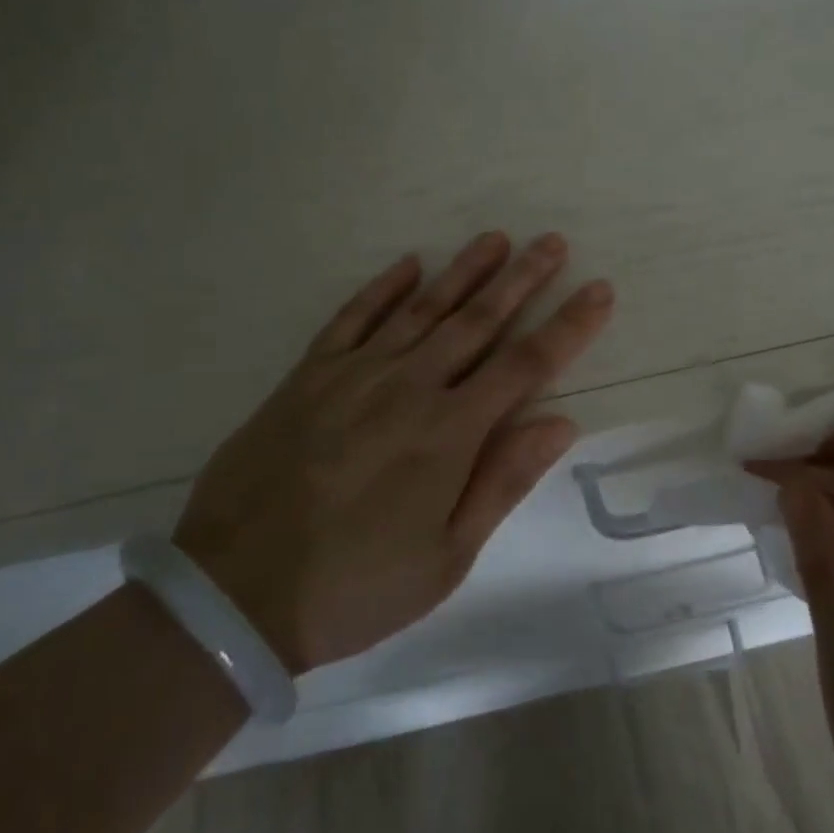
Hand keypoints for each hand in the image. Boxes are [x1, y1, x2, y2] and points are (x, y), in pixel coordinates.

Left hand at [173, 231, 613, 674]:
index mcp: (449, 432)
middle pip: (478, 320)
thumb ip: (503, 480)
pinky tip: (408, 266)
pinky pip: (352, 318)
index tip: (599, 290)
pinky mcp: (308, 376)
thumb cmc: (355, 586)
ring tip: (494, 239)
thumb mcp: (446, 556)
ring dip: (463, 271)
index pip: (526, 364)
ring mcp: (354, 374)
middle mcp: (408, 386)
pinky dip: (382, 289)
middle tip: (552, 243)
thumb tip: (561, 421)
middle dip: (522, 279)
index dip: (568, 325)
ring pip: (422, 308)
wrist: (235, 592)